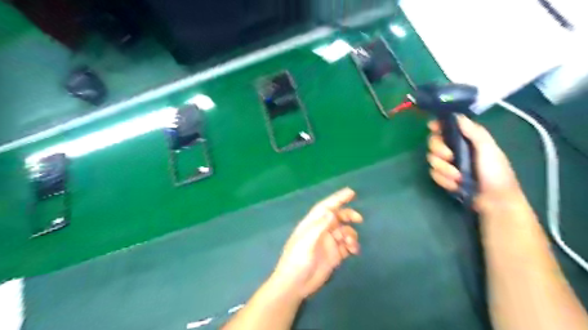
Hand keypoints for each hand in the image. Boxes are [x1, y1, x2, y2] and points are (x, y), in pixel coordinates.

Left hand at [270, 189, 363, 298]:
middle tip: (359, 219)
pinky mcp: (334, 256)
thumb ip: (319, 227)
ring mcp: (328, 243)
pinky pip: (347, 246)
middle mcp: (321, 231)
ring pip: (344, 232)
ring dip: (351, 234)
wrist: (295, 285)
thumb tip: (332, 212)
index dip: (337, 198)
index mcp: (312, 224)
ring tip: (351, 244)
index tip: (351, 192)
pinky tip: (354, 250)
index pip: (326, 207)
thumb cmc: (297, 260)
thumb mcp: (306, 242)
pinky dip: (353, 246)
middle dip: (348, 215)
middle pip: (337, 217)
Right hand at [431, 115, 520, 209]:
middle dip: (439, 150)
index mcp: (465, 139)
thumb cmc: (495, 172)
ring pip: (432, 160)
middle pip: (433, 142)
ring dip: (444, 169)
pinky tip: (456, 185)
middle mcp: (454, 149)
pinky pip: (434, 174)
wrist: (495, 200)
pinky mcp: (444, 177)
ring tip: (459, 177)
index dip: (437, 125)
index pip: (446, 127)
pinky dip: (444, 180)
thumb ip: (474, 132)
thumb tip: (457, 116)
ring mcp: (448, 164)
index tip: (432, 127)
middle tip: (450, 157)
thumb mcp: (488, 149)